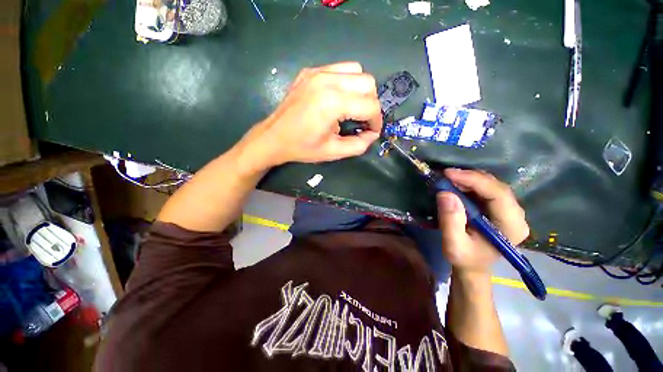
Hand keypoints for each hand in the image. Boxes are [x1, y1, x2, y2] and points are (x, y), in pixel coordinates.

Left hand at [246, 62, 382, 167]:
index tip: (372, 131)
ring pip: (356, 71)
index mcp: (332, 103)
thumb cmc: (303, 148)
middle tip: (363, 120)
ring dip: (361, 91)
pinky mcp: (311, 71)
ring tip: (352, 108)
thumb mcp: (334, 152)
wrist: (274, 137)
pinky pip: (340, 69)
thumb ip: (359, 145)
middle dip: (371, 104)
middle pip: (368, 83)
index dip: (376, 121)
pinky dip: (347, 83)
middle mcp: (327, 80)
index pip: (370, 105)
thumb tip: (373, 134)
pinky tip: (338, 99)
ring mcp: (317, 72)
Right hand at [437, 169, 529, 275]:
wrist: (472, 264)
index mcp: (511, 227)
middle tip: (446, 175)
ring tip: (449, 179)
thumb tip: (446, 193)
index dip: (474, 180)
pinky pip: (487, 188)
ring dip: (469, 179)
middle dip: (470, 178)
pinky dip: (470, 183)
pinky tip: (457, 184)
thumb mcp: (453, 244)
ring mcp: (510, 210)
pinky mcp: (500, 207)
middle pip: (496, 187)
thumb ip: (450, 221)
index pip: (498, 195)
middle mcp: (517, 215)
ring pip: (492, 185)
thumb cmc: (464, 258)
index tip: (448, 174)